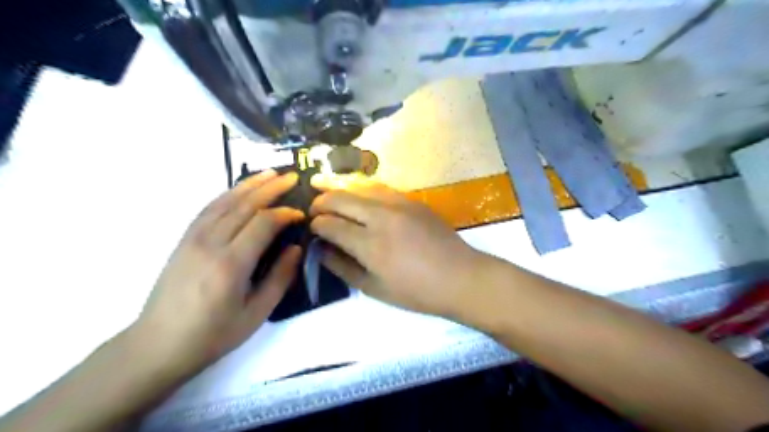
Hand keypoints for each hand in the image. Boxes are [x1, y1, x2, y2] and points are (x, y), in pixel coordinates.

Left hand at [133, 170, 300, 375]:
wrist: (158, 344)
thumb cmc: (213, 334)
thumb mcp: (256, 313)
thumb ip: (280, 278)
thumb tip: (296, 248)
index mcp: (231, 264)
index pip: (263, 223)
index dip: (285, 213)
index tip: (301, 214)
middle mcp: (211, 243)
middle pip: (245, 205)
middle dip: (271, 188)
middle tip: (292, 177)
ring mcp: (193, 239)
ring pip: (225, 201)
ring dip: (249, 184)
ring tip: (270, 173)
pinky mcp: (184, 240)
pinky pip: (209, 209)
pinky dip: (227, 195)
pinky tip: (239, 190)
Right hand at [308, 176, 481, 316]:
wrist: (459, 277)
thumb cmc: (416, 291)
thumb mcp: (374, 288)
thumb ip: (342, 266)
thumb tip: (320, 249)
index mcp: (370, 243)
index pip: (330, 224)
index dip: (315, 225)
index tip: (311, 228)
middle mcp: (381, 216)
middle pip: (340, 198)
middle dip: (320, 201)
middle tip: (312, 208)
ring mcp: (398, 203)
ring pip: (359, 186)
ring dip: (338, 186)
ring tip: (322, 185)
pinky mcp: (412, 200)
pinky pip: (379, 187)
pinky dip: (361, 188)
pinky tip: (355, 191)